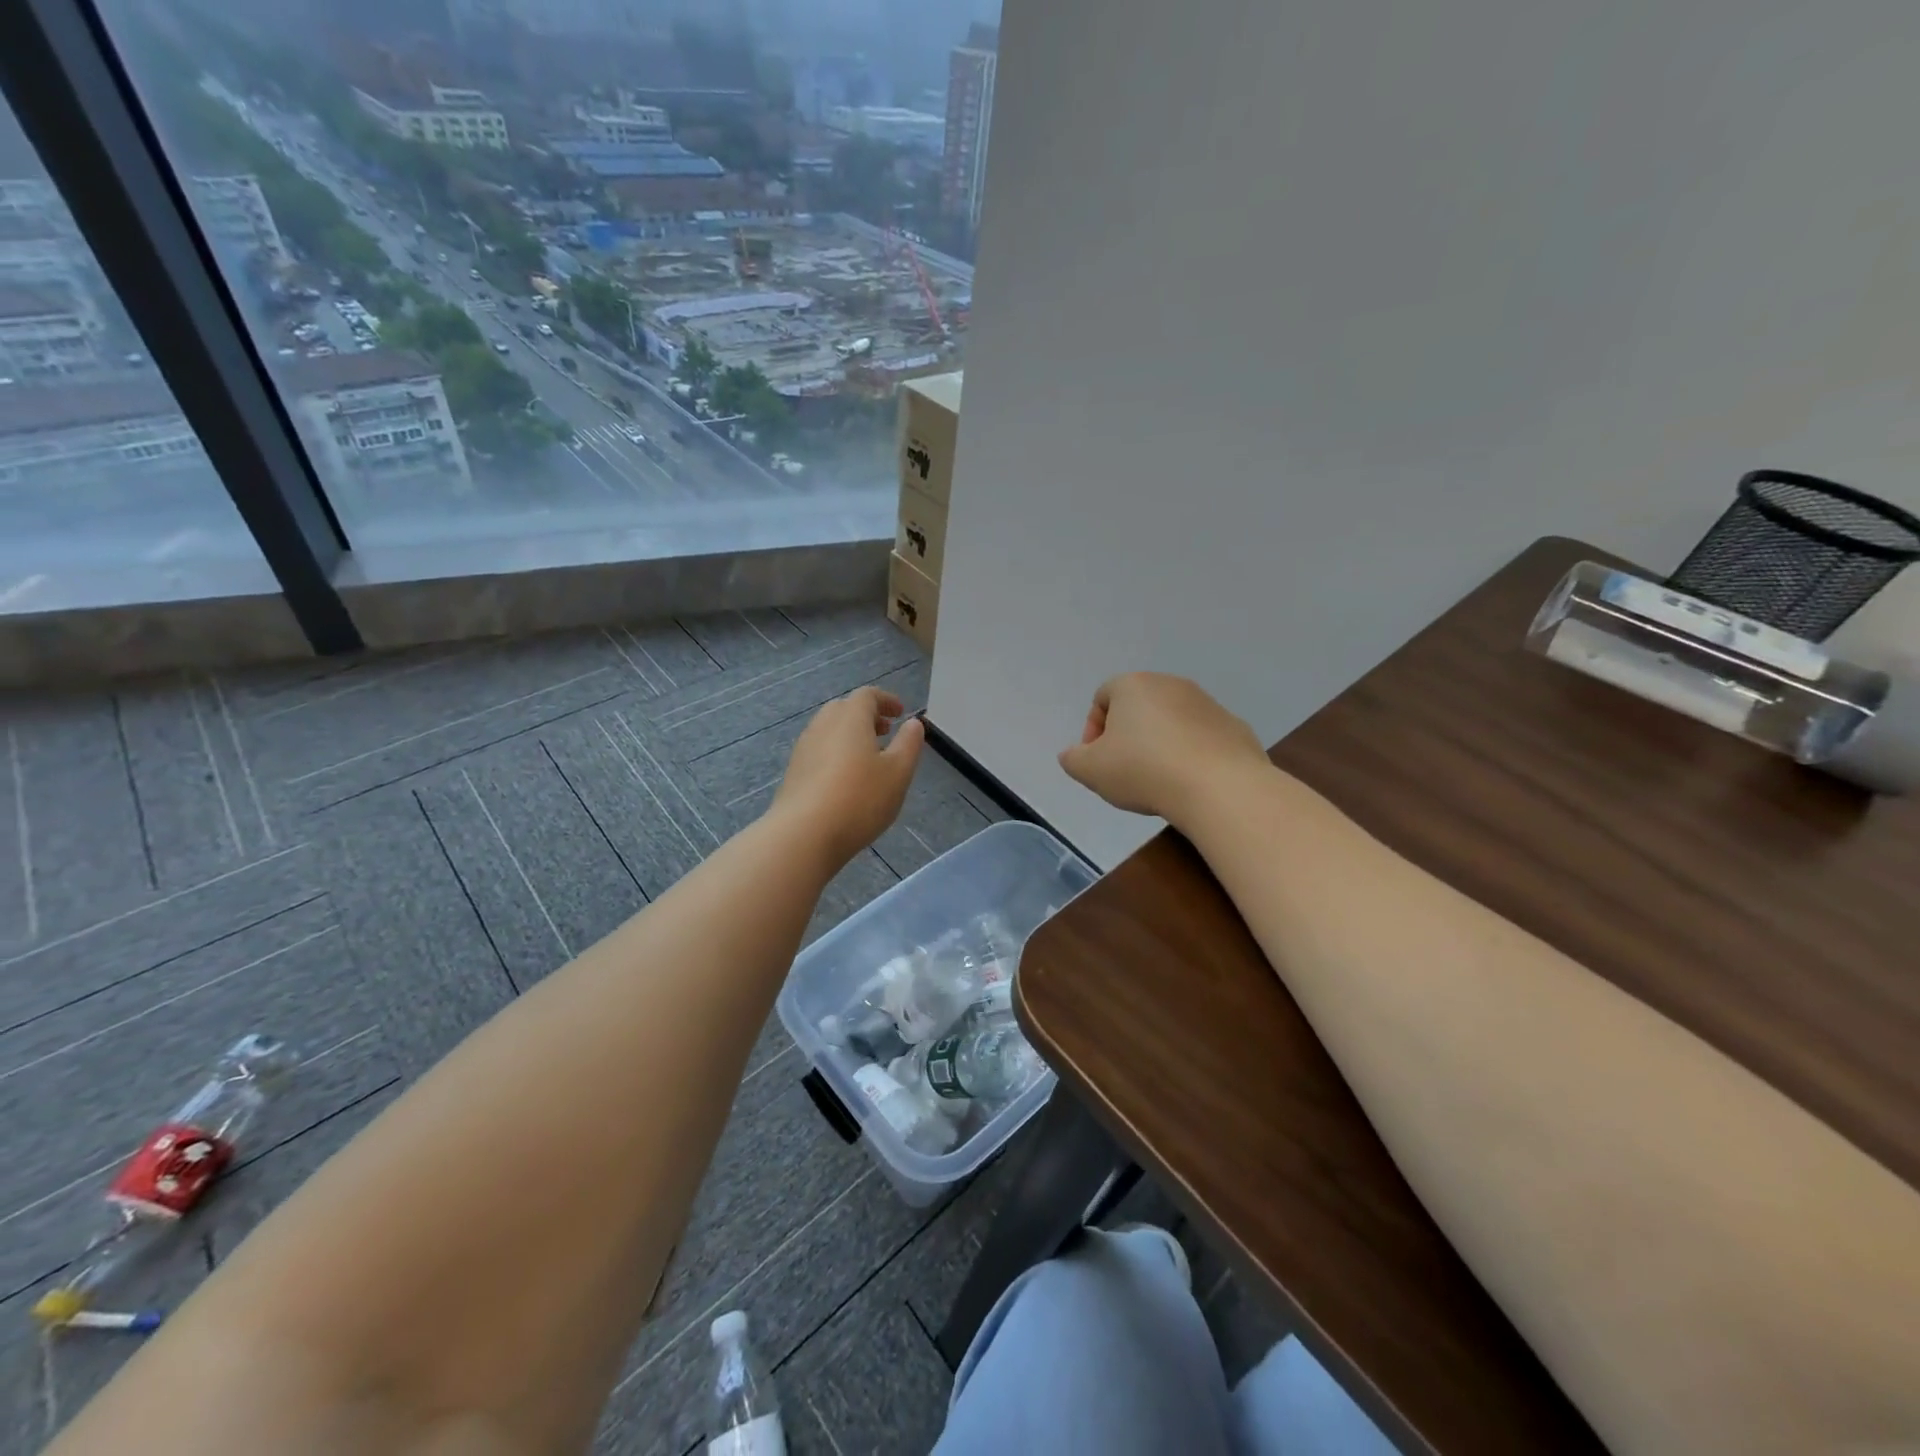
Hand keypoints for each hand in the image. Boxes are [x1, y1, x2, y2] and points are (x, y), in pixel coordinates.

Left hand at [772, 687, 924, 864]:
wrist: (803, 835)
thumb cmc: (860, 799)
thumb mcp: (898, 773)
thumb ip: (909, 744)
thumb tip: (913, 723)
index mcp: (850, 718)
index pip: (867, 695)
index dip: (886, 700)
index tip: (901, 713)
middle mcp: (822, 726)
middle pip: (844, 709)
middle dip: (866, 715)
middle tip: (885, 732)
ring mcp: (804, 749)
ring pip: (829, 730)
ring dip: (850, 735)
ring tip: (868, 757)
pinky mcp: (794, 772)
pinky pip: (819, 751)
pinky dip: (836, 753)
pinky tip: (846, 779)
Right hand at [1058, 673, 1267, 823]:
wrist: (1219, 786)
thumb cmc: (1144, 770)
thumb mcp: (1090, 771)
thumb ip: (1073, 759)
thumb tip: (1074, 754)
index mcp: (1133, 685)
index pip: (1102, 697)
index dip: (1093, 729)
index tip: (1097, 760)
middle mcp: (1170, 684)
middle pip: (1138, 706)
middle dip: (1127, 735)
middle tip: (1124, 770)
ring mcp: (1206, 703)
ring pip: (1171, 721)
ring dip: (1160, 743)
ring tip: (1158, 779)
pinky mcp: (1233, 726)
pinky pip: (1201, 737)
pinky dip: (1190, 754)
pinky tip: (1189, 782)